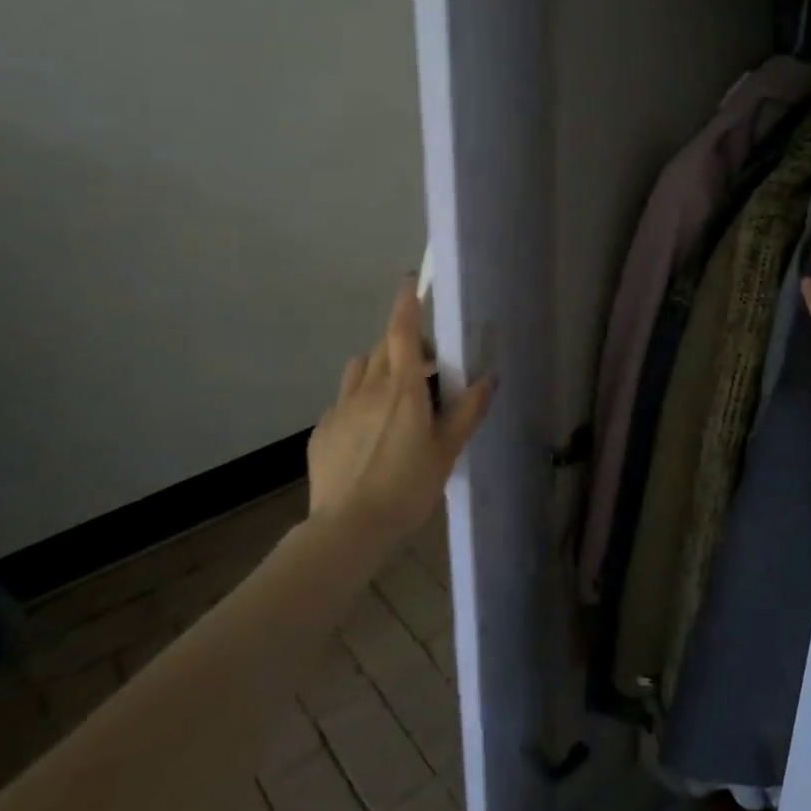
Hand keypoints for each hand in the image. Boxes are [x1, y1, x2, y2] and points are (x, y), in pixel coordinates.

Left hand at [306, 277, 494, 538]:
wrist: (348, 529)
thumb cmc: (407, 487)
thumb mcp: (447, 451)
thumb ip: (467, 411)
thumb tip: (488, 378)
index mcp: (402, 389)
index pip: (401, 331)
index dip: (406, 303)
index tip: (410, 281)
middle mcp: (368, 388)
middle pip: (383, 347)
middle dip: (402, 344)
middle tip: (424, 367)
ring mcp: (340, 408)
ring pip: (359, 370)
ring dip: (378, 368)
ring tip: (394, 395)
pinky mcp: (322, 431)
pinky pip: (343, 400)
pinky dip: (359, 401)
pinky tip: (369, 433)